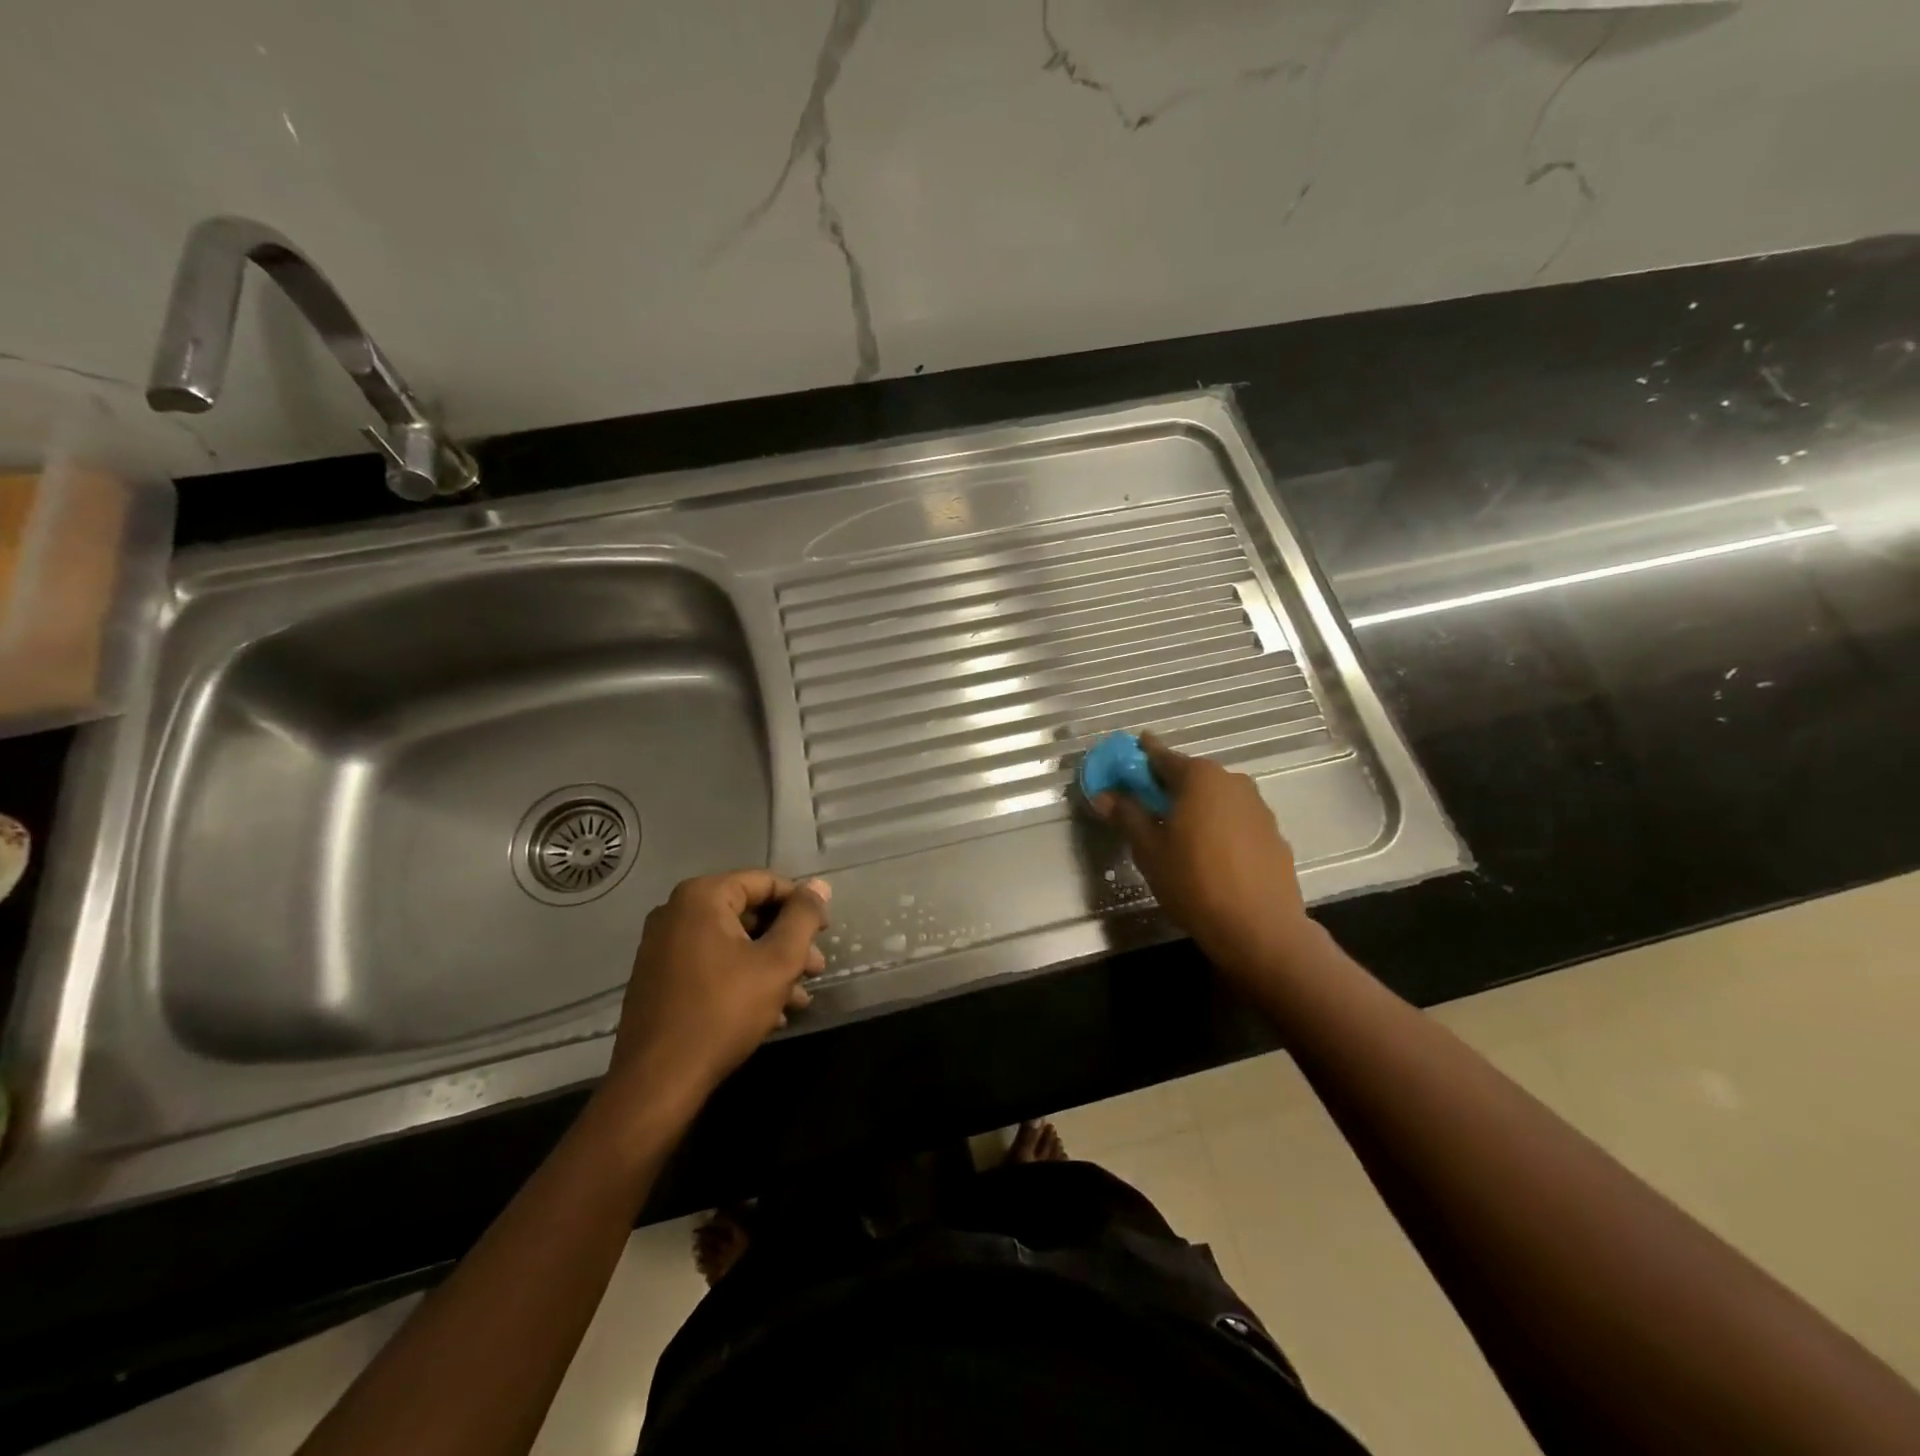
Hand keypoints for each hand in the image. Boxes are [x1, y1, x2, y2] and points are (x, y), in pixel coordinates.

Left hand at [603, 871, 831, 1115]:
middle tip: (817, 969)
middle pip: (749, 913)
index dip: (802, 905)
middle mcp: (676, 912)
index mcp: (702, 897)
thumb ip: (803, 918)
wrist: (658, 1081)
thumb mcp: (778, 961)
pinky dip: (742, 979)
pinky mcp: (659, 978)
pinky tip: (770, 1012)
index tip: (825, 933)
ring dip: (770, 965)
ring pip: (732, 943)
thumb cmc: (723, 1011)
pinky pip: (711, 964)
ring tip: (799, 998)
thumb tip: (819, 885)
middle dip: (788, 942)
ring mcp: (662, 946)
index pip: (766, 883)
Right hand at [1091, 734, 1316, 978]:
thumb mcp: (1148, 849)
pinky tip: (1208, 852)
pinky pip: (1235, 819)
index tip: (1127, 754)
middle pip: (1191, 775)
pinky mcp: (1273, 833)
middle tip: (1145, 801)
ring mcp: (1258, 807)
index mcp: (1199, 777)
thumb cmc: (1193, 882)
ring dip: (1194, 806)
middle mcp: (1232, 781)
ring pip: (1215, 797)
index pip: (1161, 756)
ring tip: (1176, 830)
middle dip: (1167, 784)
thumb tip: (1104, 795)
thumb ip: (1126, 815)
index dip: (1140, 756)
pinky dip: (1217, 825)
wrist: (1259, 928)